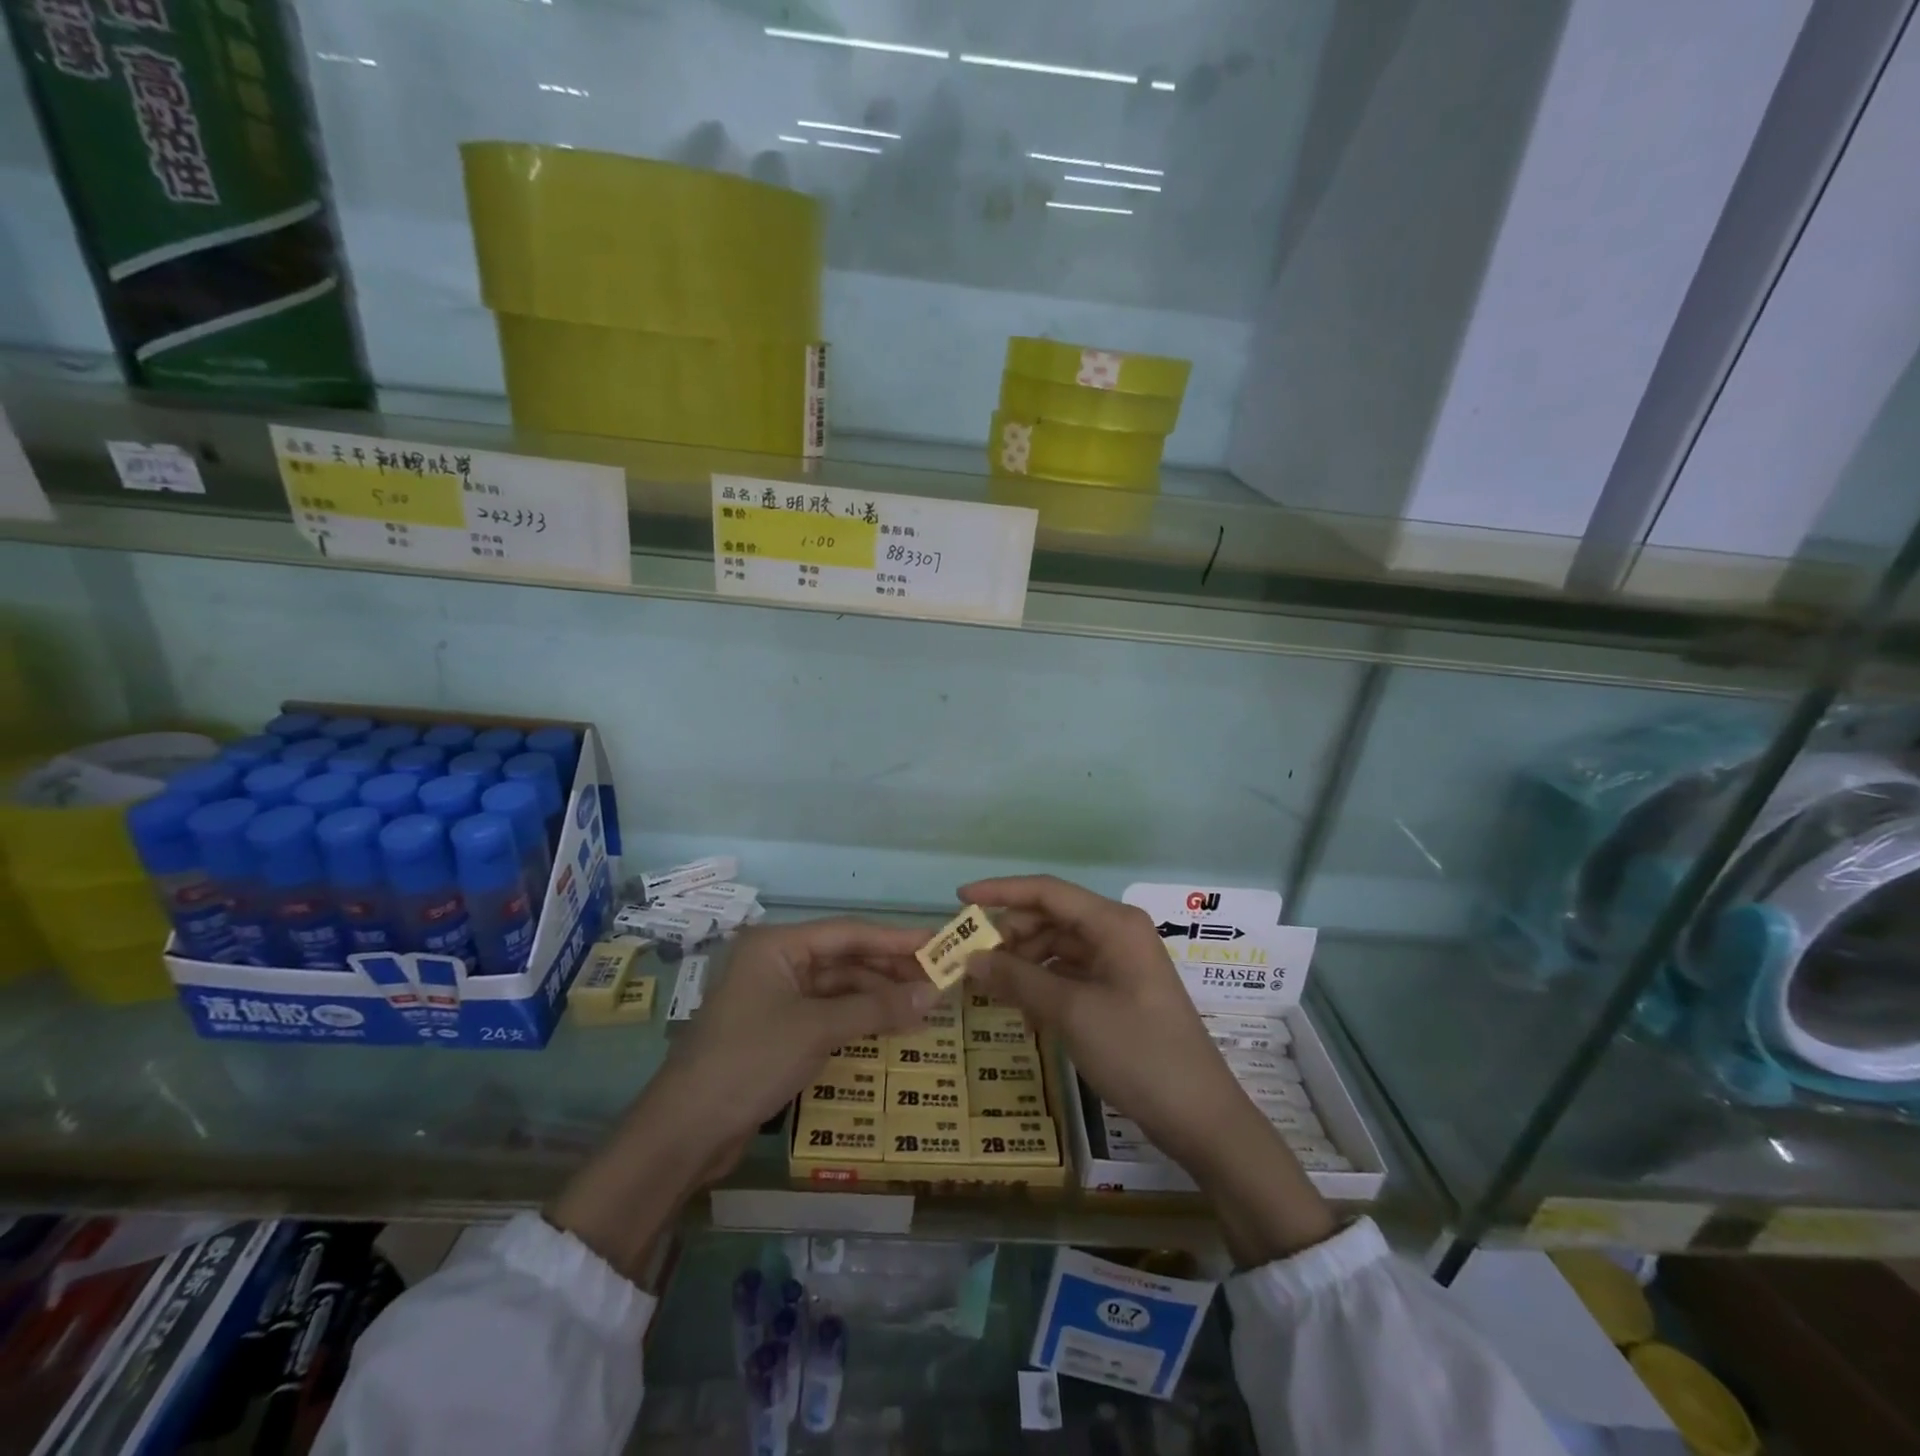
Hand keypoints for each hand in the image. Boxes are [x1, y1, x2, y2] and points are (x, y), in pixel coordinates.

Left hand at [653, 917, 937, 1142]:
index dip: (895, 938)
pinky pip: (826, 1013)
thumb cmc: (750, 1060)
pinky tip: (890, 1027)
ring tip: (923, 1007)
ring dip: (877, 997)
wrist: (686, 1131)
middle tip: (938, 979)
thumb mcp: (818, 1029)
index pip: (847, 933)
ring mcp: (774, 997)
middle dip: (889, 970)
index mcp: (776, 945)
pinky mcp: (776, 1030)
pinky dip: (857, 1019)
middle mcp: (775, 962)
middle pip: (843, 958)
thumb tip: (935, 994)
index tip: (937, 941)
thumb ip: (877, 1008)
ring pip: (837, 988)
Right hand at [960, 876, 1335, 1263]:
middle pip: (1051, 918)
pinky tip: (1022, 1009)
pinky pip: (1071, 974)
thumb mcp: (1071, 1012)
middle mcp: (1117, 933)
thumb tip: (970, 958)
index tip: (959, 899)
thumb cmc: (1137, 1052)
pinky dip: (1043, 984)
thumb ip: (1018, 978)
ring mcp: (1120, 963)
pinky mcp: (1119, 992)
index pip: (1047, 891)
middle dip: (1011, 935)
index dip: (1001, 891)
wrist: (1199, 1116)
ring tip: (992, 989)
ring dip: (1024, 963)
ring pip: (1058, 947)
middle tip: (973, 962)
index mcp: (1113, 923)